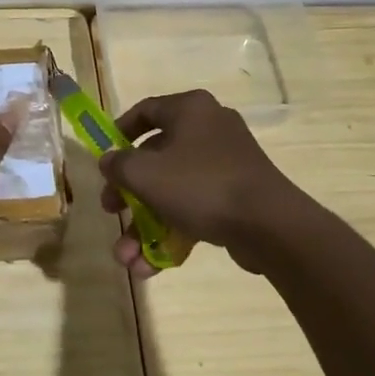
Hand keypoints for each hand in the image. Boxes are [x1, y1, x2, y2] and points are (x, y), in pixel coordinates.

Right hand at [97, 89, 307, 276]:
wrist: (269, 224)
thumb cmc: (200, 185)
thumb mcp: (144, 173)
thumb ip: (118, 164)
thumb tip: (109, 161)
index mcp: (190, 110)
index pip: (146, 111)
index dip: (119, 132)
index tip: (105, 158)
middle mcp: (209, 129)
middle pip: (155, 158)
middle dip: (128, 194)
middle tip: (111, 212)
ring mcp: (226, 164)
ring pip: (173, 190)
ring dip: (145, 225)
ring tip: (127, 258)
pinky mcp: (237, 196)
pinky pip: (195, 208)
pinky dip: (172, 231)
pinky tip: (151, 265)